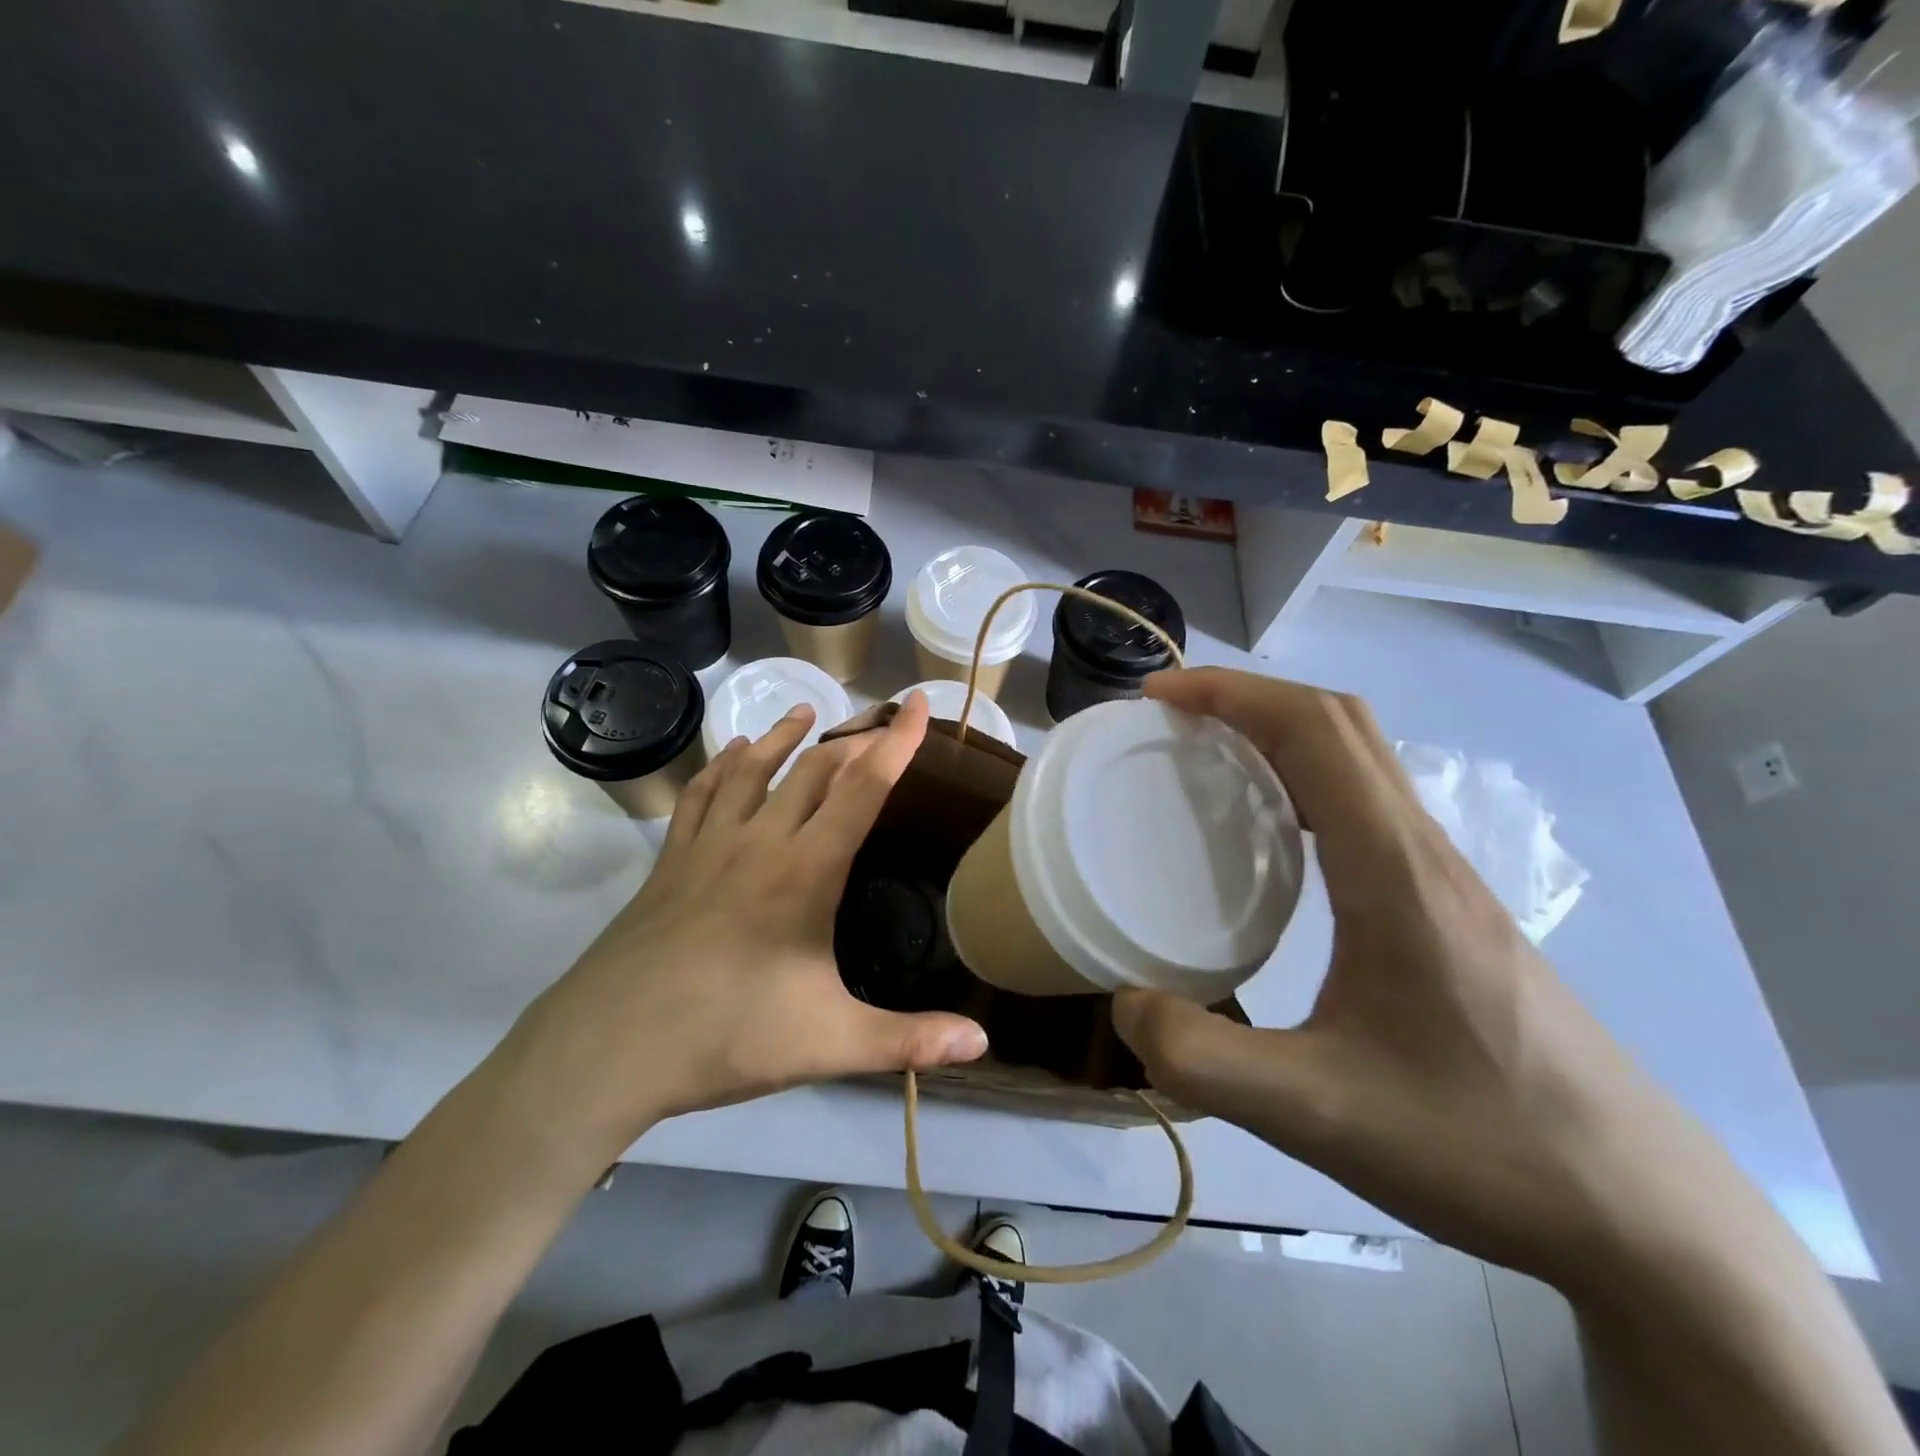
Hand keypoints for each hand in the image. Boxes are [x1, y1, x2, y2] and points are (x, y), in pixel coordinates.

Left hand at [493, 694, 987, 1167]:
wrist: (607, 1048)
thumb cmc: (728, 1036)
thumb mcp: (830, 1044)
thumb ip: (908, 1040)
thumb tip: (982, 1043)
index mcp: (806, 871)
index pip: (863, 789)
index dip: (897, 743)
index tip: (920, 704)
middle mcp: (760, 841)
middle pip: (813, 769)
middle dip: (852, 739)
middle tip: (878, 722)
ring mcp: (708, 847)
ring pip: (752, 769)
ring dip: (783, 736)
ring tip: (804, 711)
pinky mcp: (670, 862)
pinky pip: (700, 795)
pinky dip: (721, 765)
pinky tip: (730, 754)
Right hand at [1111, 668, 1700, 1288]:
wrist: (1640, 1215)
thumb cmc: (1479, 1147)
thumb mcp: (1316, 1113)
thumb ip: (1202, 1059)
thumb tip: (1123, 1006)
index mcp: (1393, 871)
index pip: (1312, 730)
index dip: (1229, 692)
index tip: (1158, 695)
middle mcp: (1422, 852)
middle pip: (1340, 724)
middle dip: (1249, 697)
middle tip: (1172, 720)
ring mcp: (1444, 878)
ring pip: (1361, 761)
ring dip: (1281, 734)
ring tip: (1208, 762)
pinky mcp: (1450, 908)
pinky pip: (1367, 806)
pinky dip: (1306, 783)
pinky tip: (1272, 843)